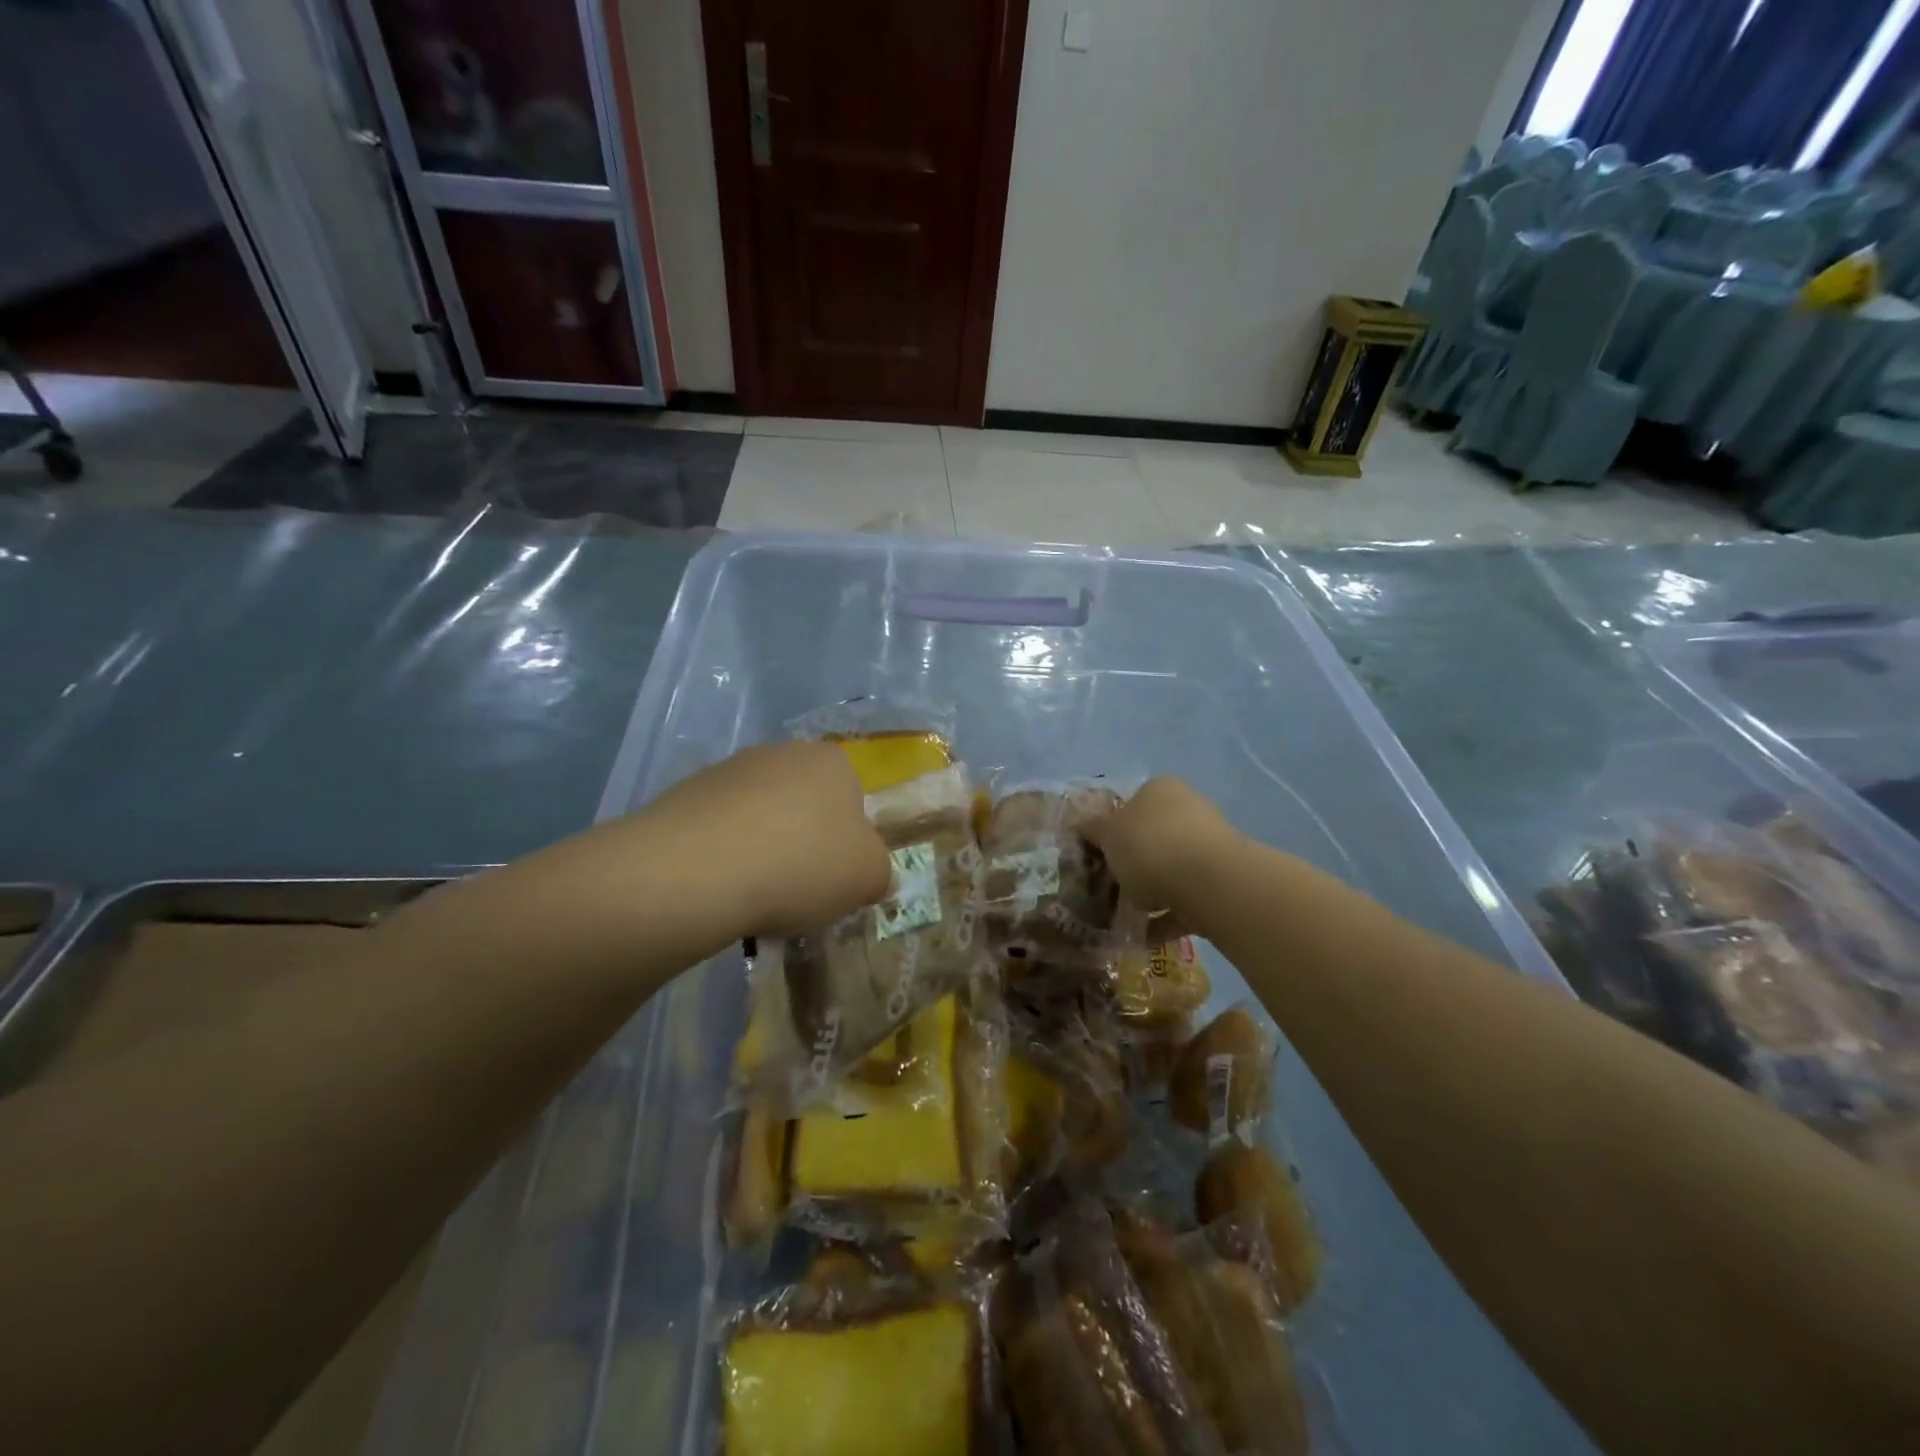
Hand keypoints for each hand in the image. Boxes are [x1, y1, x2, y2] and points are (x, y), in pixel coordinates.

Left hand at [639, 741, 892, 936]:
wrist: (697, 869)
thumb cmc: (801, 865)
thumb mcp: (867, 878)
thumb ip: (879, 871)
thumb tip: (869, 874)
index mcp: (833, 762)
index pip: (853, 798)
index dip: (848, 841)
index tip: (836, 877)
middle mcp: (781, 753)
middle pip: (803, 805)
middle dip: (803, 843)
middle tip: (799, 891)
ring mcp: (728, 770)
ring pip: (758, 818)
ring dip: (761, 850)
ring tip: (753, 897)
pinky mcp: (684, 795)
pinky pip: (717, 831)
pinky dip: (722, 857)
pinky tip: (717, 890)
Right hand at [1083, 777, 1234, 914]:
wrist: (1207, 883)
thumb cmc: (1149, 845)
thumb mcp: (1107, 834)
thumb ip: (1093, 829)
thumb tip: (1082, 824)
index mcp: (1161, 790)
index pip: (1131, 804)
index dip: (1110, 829)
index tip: (1095, 854)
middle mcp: (1188, 811)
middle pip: (1151, 838)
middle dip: (1131, 863)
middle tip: (1107, 886)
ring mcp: (1208, 848)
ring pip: (1169, 870)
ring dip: (1148, 892)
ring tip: (1121, 917)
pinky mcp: (1220, 883)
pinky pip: (1184, 900)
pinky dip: (1164, 917)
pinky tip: (1142, 936)